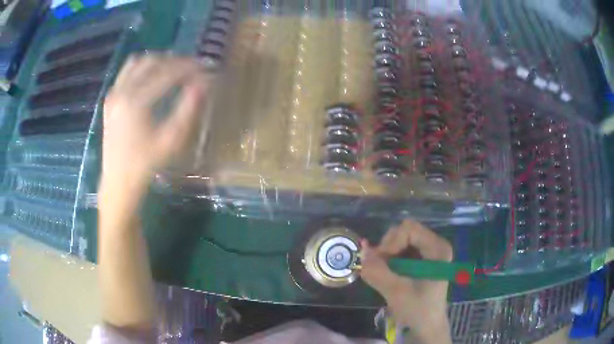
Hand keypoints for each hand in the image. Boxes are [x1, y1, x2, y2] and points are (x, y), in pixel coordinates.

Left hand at [102, 54, 209, 192]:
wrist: (118, 182)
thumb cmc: (145, 165)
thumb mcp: (170, 141)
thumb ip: (187, 110)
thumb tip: (202, 84)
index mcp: (135, 102)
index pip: (167, 73)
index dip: (190, 69)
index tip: (206, 69)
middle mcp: (122, 91)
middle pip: (152, 61)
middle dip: (175, 61)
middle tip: (192, 68)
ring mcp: (113, 94)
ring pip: (137, 62)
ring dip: (158, 61)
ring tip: (173, 68)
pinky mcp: (110, 99)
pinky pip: (127, 72)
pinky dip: (142, 68)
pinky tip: (152, 77)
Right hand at [360, 220, 452, 343]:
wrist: (426, 326)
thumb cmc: (417, 310)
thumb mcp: (396, 292)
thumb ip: (378, 271)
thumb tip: (361, 250)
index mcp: (438, 249)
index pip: (409, 229)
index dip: (391, 242)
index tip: (380, 262)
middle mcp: (435, 245)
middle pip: (404, 231)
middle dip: (388, 248)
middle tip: (379, 268)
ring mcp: (428, 251)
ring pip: (400, 239)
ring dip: (386, 254)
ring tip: (382, 272)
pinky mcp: (421, 259)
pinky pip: (400, 249)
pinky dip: (389, 259)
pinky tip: (386, 273)